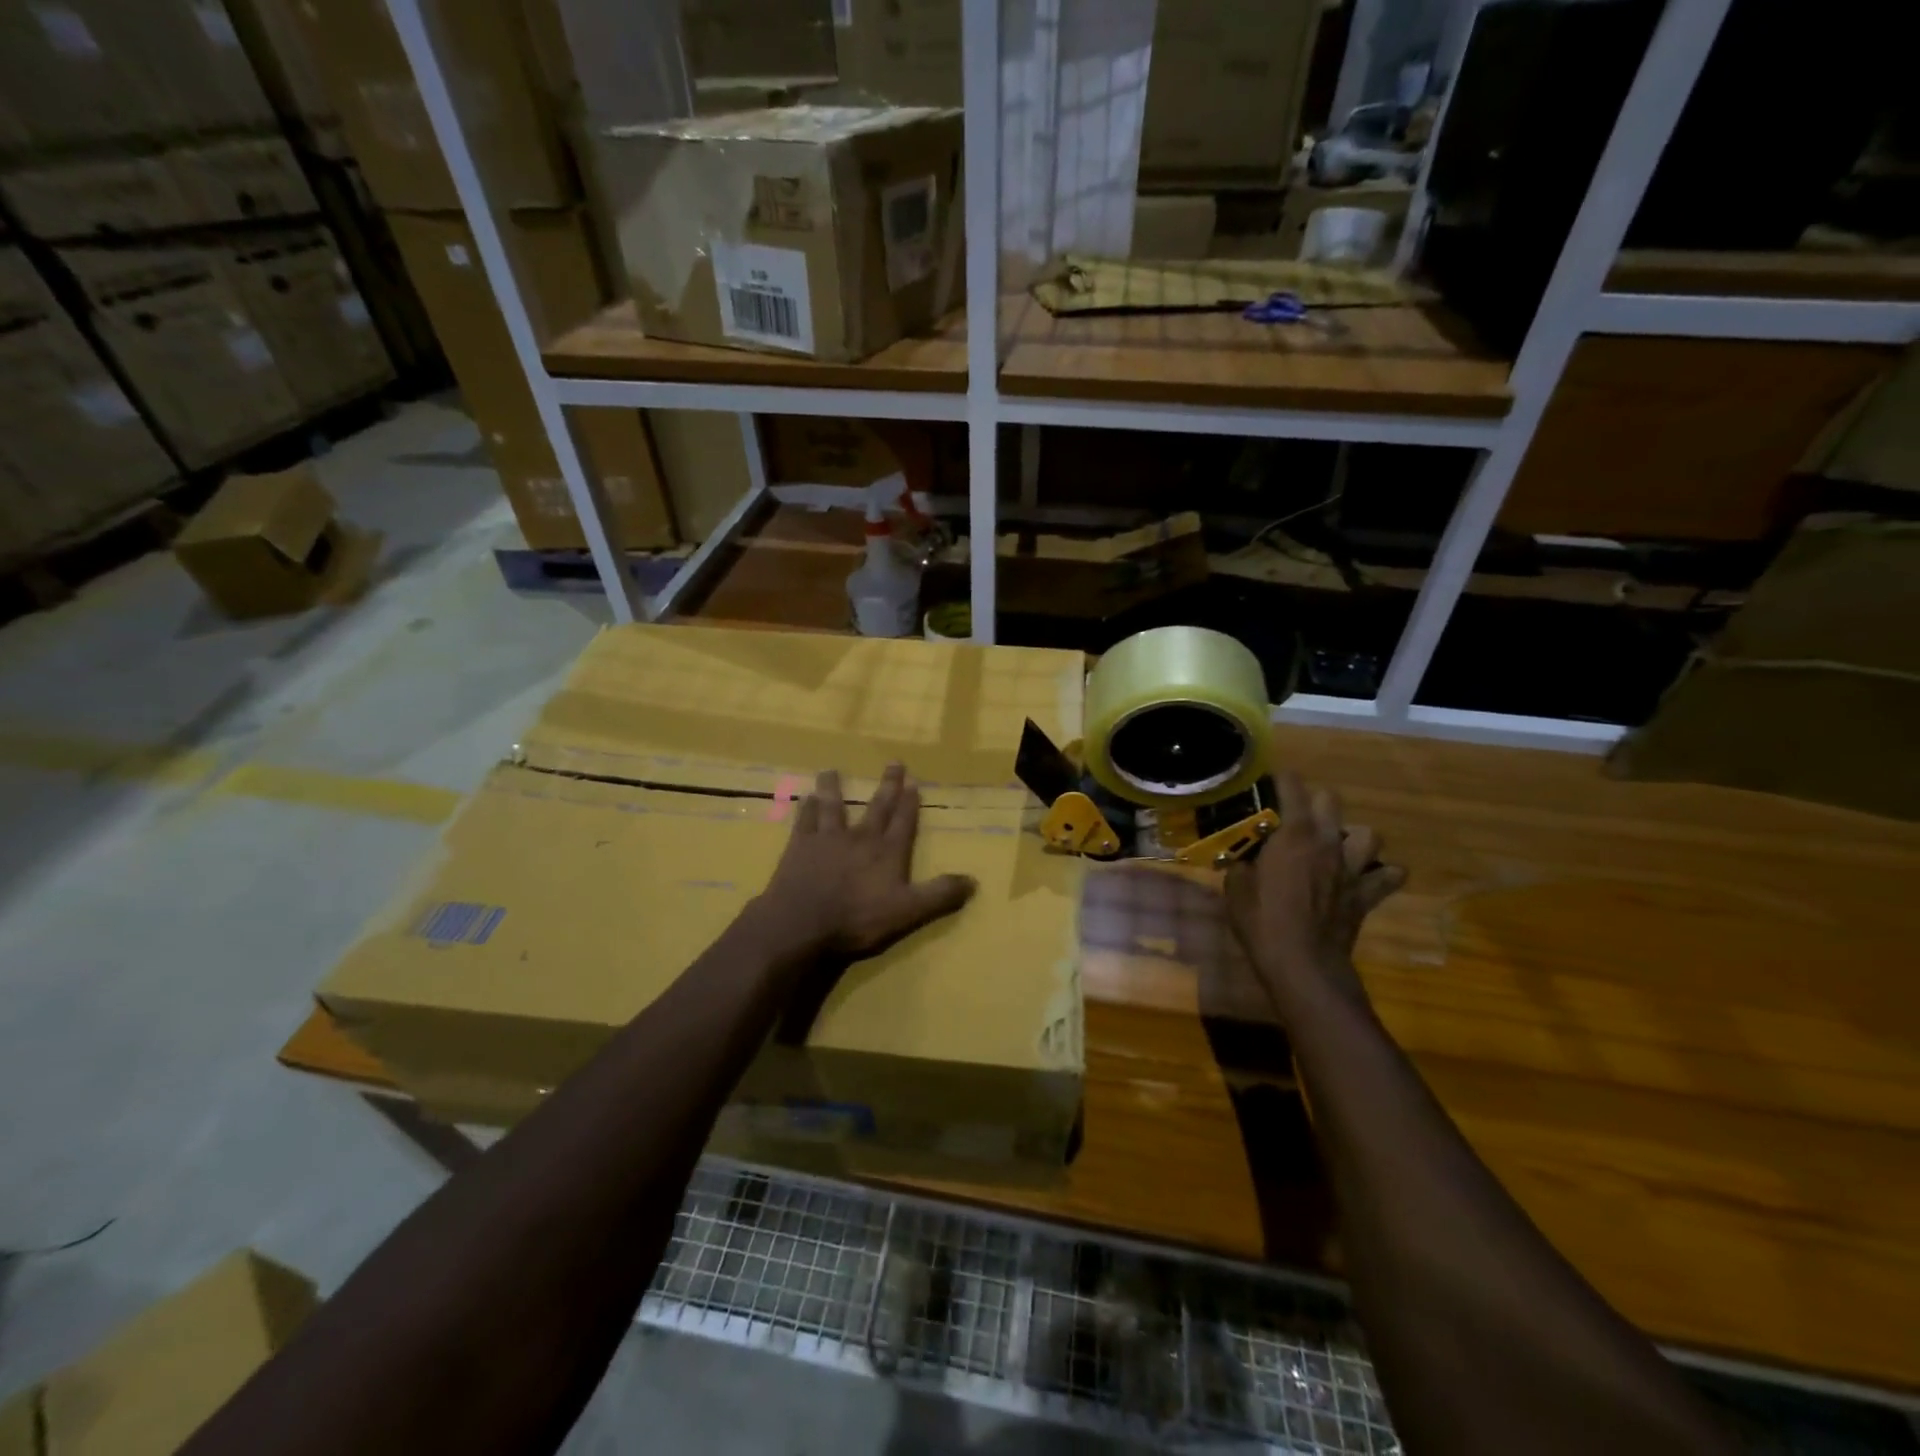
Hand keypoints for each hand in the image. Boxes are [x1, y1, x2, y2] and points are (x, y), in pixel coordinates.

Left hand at [758, 764, 977, 961]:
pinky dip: (805, 809)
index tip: (914, 781)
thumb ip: (939, 895)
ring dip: (833, 788)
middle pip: (877, 807)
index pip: (904, 822)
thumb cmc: (857, 919)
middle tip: (894, 763)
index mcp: (888, 852)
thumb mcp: (907, 912)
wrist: (802, 923)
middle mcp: (861, 838)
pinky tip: (804, 798)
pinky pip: (804, 821)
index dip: (910, 802)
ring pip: (833, 806)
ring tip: (831, 770)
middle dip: (887, 786)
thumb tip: (973, 881)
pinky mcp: (800, 846)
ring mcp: (828, 839)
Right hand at [1223, 771, 1405, 1014]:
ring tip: (1336, 847)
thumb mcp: (1236, 888)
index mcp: (1294, 835)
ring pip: (1369, 835)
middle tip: (1296, 818)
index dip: (1280, 779)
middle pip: (1331, 801)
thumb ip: (1242, 863)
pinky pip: (1389, 876)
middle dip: (1314, 803)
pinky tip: (1366, 877)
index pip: (1292, 787)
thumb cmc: (1262, 922)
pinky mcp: (1367, 894)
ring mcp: (1353, 868)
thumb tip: (1243, 856)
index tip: (1267, 782)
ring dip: (1352, 837)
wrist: (1303, 965)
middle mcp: (1327, 842)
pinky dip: (1382, 873)